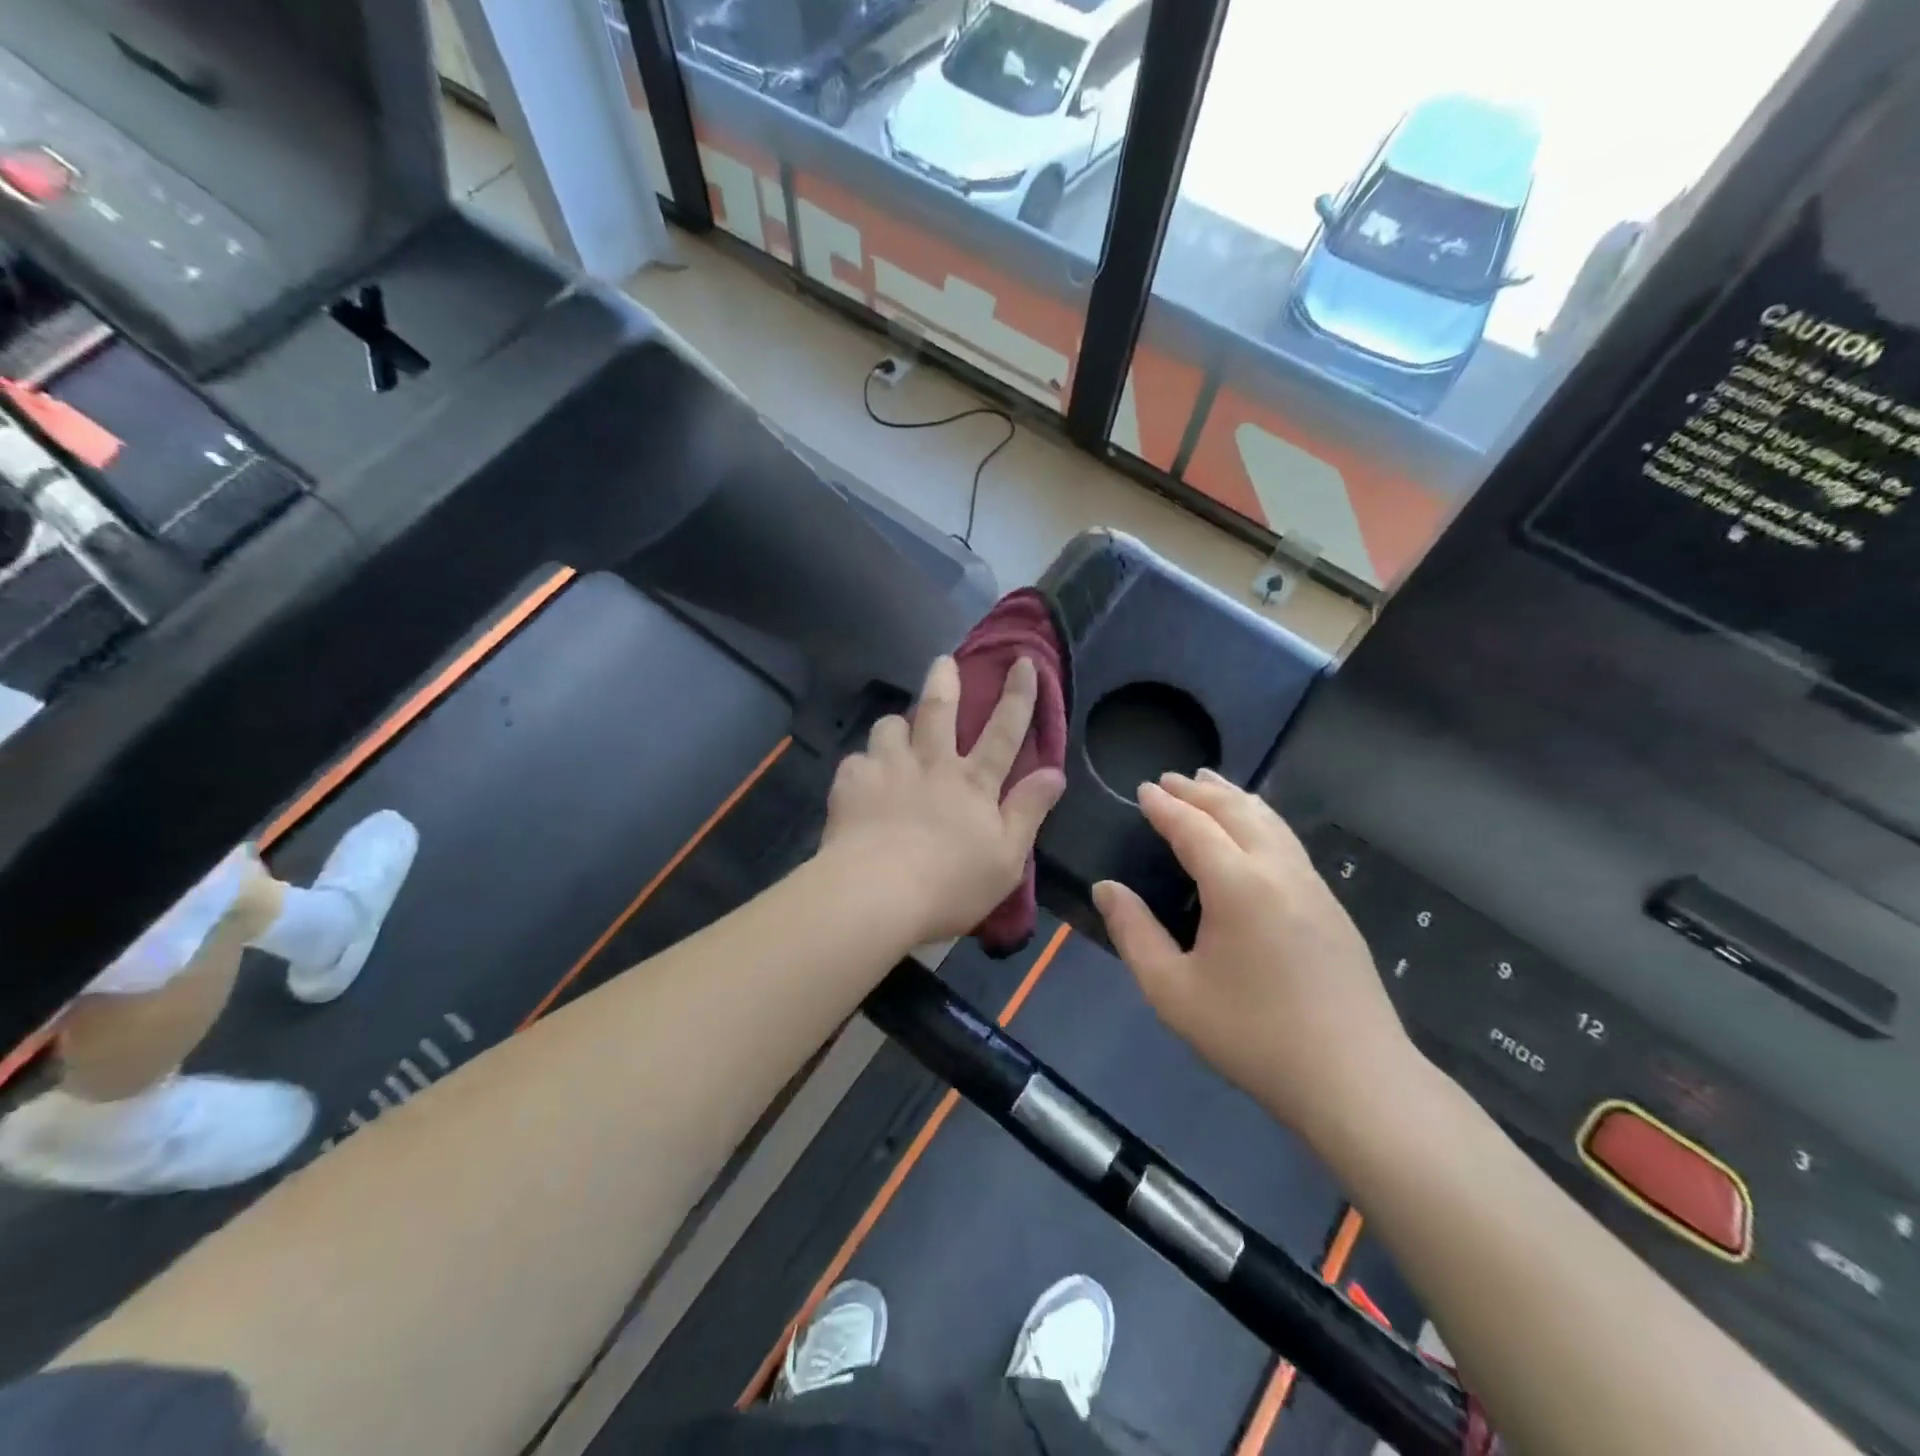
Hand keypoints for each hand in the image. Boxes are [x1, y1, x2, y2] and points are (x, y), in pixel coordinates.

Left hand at [819, 654, 1064, 945]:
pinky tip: (862, 781)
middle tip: (943, 662)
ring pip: (891, 726)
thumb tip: (1055, 772)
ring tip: (896, 732)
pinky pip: (857, 759)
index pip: (1004, 731)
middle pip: (939, 710)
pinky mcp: (851, 781)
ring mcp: (888, 768)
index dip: (1018, 696)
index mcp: (973, 782)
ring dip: (897, 724)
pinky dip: (864, 766)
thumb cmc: (950, 884)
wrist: (875, 893)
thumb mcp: (1006, 858)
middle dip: (945, 681)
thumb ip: (1028, 811)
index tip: (1024, 662)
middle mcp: (931, 763)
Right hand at [1091, 771, 1418, 1149]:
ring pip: (1270, 821)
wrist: (1354, 1079)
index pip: (1193, 826)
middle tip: (1170, 779)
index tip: (1143, 788)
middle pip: (1236, 811)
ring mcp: (1312, 885)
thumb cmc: (1252, 1035)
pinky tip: (1256, 831)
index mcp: (1237, 884)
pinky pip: (1288, 841)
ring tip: (1212, 783)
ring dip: (1235, 797)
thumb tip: (1106, 888)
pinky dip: (1262, 819)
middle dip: (1200, 790)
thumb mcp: (1172, 991)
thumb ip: (1134, 933)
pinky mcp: (1332, 906)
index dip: (1165, 805)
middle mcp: (1278, 870)